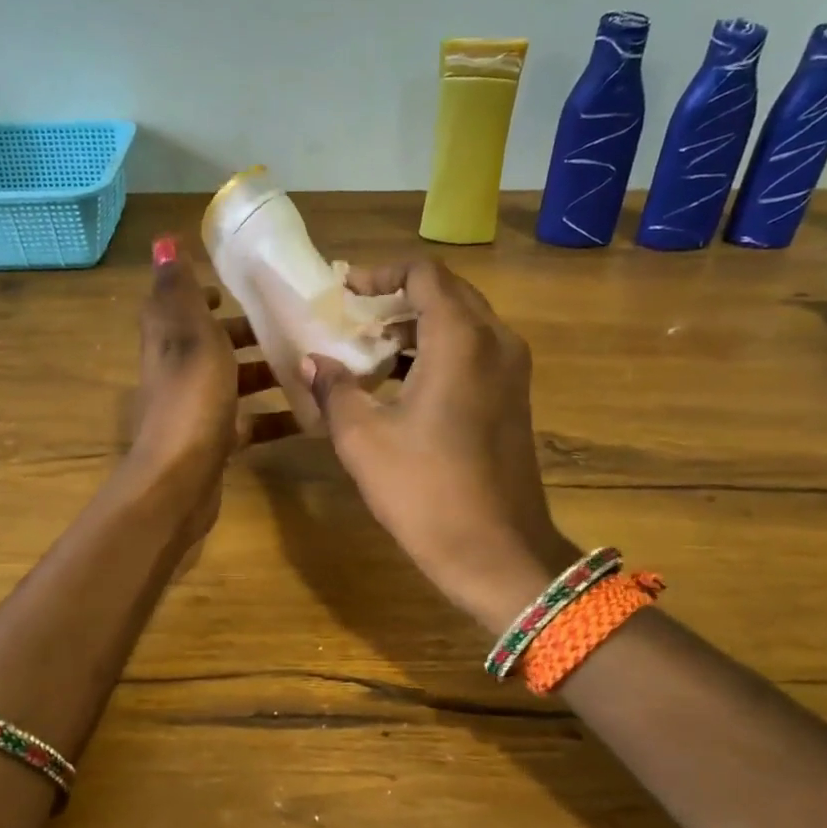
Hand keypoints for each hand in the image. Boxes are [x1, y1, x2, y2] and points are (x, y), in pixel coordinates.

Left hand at [126, 236, 295, 539]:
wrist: (179, 479)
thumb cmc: (191, 397)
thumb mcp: (190, 333)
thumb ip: (181, 289)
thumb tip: (162, 239)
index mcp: (169, 338)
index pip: (181, 303)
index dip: (206, 290)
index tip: (243, 285)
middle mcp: (179, 370)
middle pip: (215, 342)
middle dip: (250, 331)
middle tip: (294, 322)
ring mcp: (197, 408)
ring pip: (235, 382)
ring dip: (268, 373)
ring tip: (313, 363)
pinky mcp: (216, 441)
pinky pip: (250, 422)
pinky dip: (276, 417)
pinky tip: (311, 416)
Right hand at [303, 259, 575, 634]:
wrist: (498, 553)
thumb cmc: (426, 491)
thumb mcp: (363, 439)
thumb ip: (334, 390)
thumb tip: (312, 362)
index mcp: (461, 340)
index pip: (424, 274)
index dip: (381, 274)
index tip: (346, 291)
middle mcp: (495, 342)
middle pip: (448, 293)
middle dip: (398, 297)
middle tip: (353, 315)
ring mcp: (512, 371)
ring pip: (464, 323)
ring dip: (417, 326)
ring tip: (369, 348)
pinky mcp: (514, 399)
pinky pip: (475, 352)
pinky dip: (438, 351)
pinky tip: (401, 382)